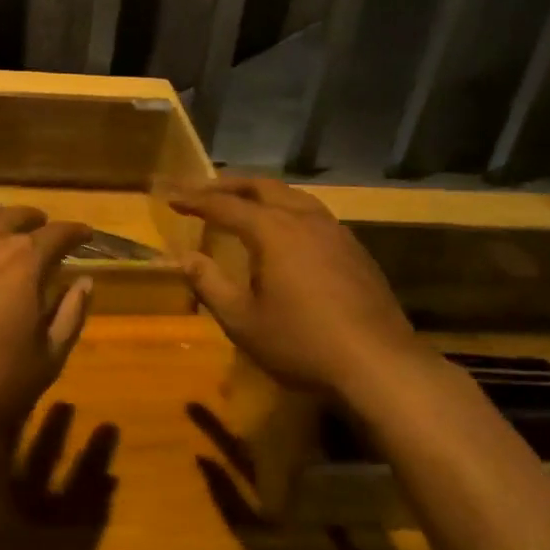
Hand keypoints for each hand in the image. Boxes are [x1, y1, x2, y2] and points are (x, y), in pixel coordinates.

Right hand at [171, 178, 423, 392]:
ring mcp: (335, 231)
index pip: (224, 205)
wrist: (379, 364)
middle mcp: (304, 219)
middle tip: (202, 191)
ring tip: (242, 203)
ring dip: (261, 193)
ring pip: (292, 195)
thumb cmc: (301, 342)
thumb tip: (184, 257)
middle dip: (228, 185)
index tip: (170, 196)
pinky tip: (285, 231)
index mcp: (273, 230)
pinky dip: (286, 209)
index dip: (194, 199)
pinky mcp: (354, 250)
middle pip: (261, 187)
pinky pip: (312, 213)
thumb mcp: (242, 321)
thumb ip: (210, 284)